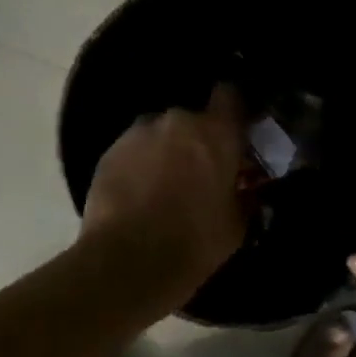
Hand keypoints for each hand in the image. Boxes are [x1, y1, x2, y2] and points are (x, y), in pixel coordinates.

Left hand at [81, 84, 248, 310]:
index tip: (238, 129)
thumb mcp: (237, 223)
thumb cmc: (195, 241)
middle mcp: (177, 121)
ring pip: (161, 134)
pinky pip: (134, 150)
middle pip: (193, 118)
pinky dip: (141, 165)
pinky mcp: (108, 152)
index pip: (231, 94)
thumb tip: (246, 189)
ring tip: (166, 184)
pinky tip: (141, 194)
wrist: (128, 262)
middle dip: (198, 140)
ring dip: (167, 151)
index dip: (235, 109)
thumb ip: (244, 195)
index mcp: (216, 133)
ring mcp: (138, 134)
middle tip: (202, 171)